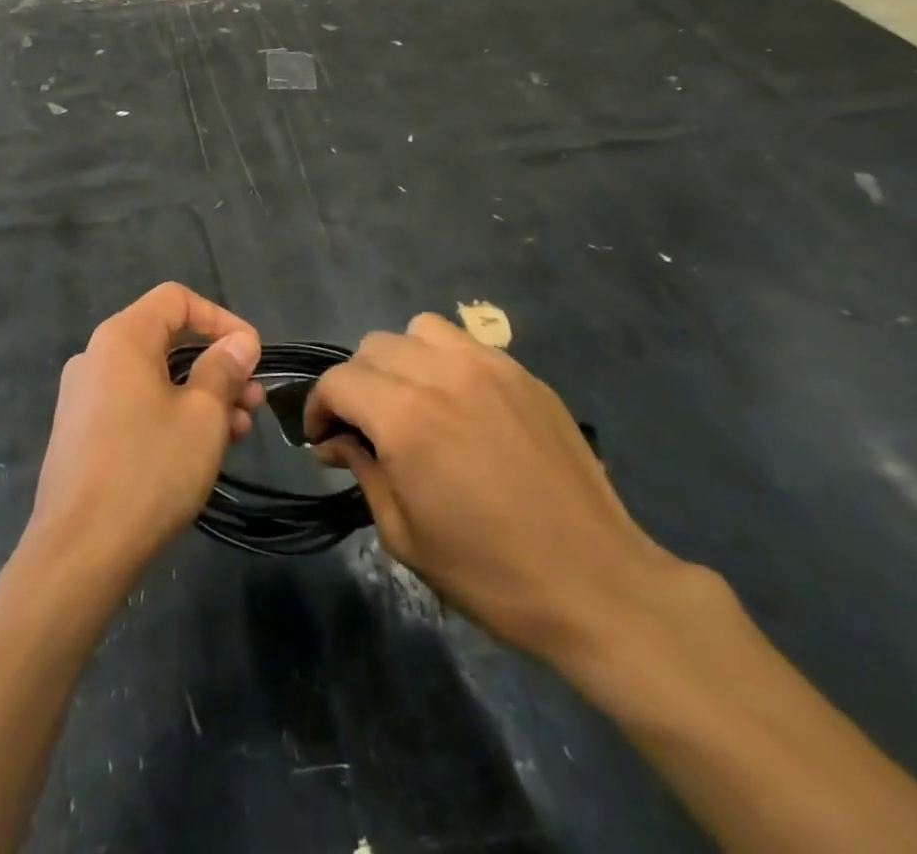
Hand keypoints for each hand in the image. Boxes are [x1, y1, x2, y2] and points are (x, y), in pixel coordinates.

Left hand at [26, 283, 264, 581]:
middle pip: (166, 340)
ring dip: (200, 394)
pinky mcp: (83, 432)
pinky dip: (172, 414)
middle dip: (216, 364)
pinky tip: (202, 448)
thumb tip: (240, 342)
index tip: (252, 354)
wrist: (79, 550)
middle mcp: (97, 356)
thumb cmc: (149, 469)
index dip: (221, 318)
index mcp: (122, 338)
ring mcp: (85, 396)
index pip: (176, 299)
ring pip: (154, 377)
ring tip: (240, 429)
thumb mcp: (203, 416)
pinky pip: (135, 405)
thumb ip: (223, 369)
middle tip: (254, 399)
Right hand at [306, 314, 682, 663]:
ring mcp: (489, 367)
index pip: (339, 381)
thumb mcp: (404, 534)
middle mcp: (442, 374)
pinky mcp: (524, 374)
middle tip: (365, 427)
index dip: (319, 407)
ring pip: (419, 330)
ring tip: (412, 401)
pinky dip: (445, 362)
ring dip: (401, 360)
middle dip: (356, 384)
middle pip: (374, 347)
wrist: (596, 585)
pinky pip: (466, 344)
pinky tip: (460, 405)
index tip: (323, 439)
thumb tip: (338, 440)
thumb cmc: (489, 574)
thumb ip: (363, 471)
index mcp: (405, 417)